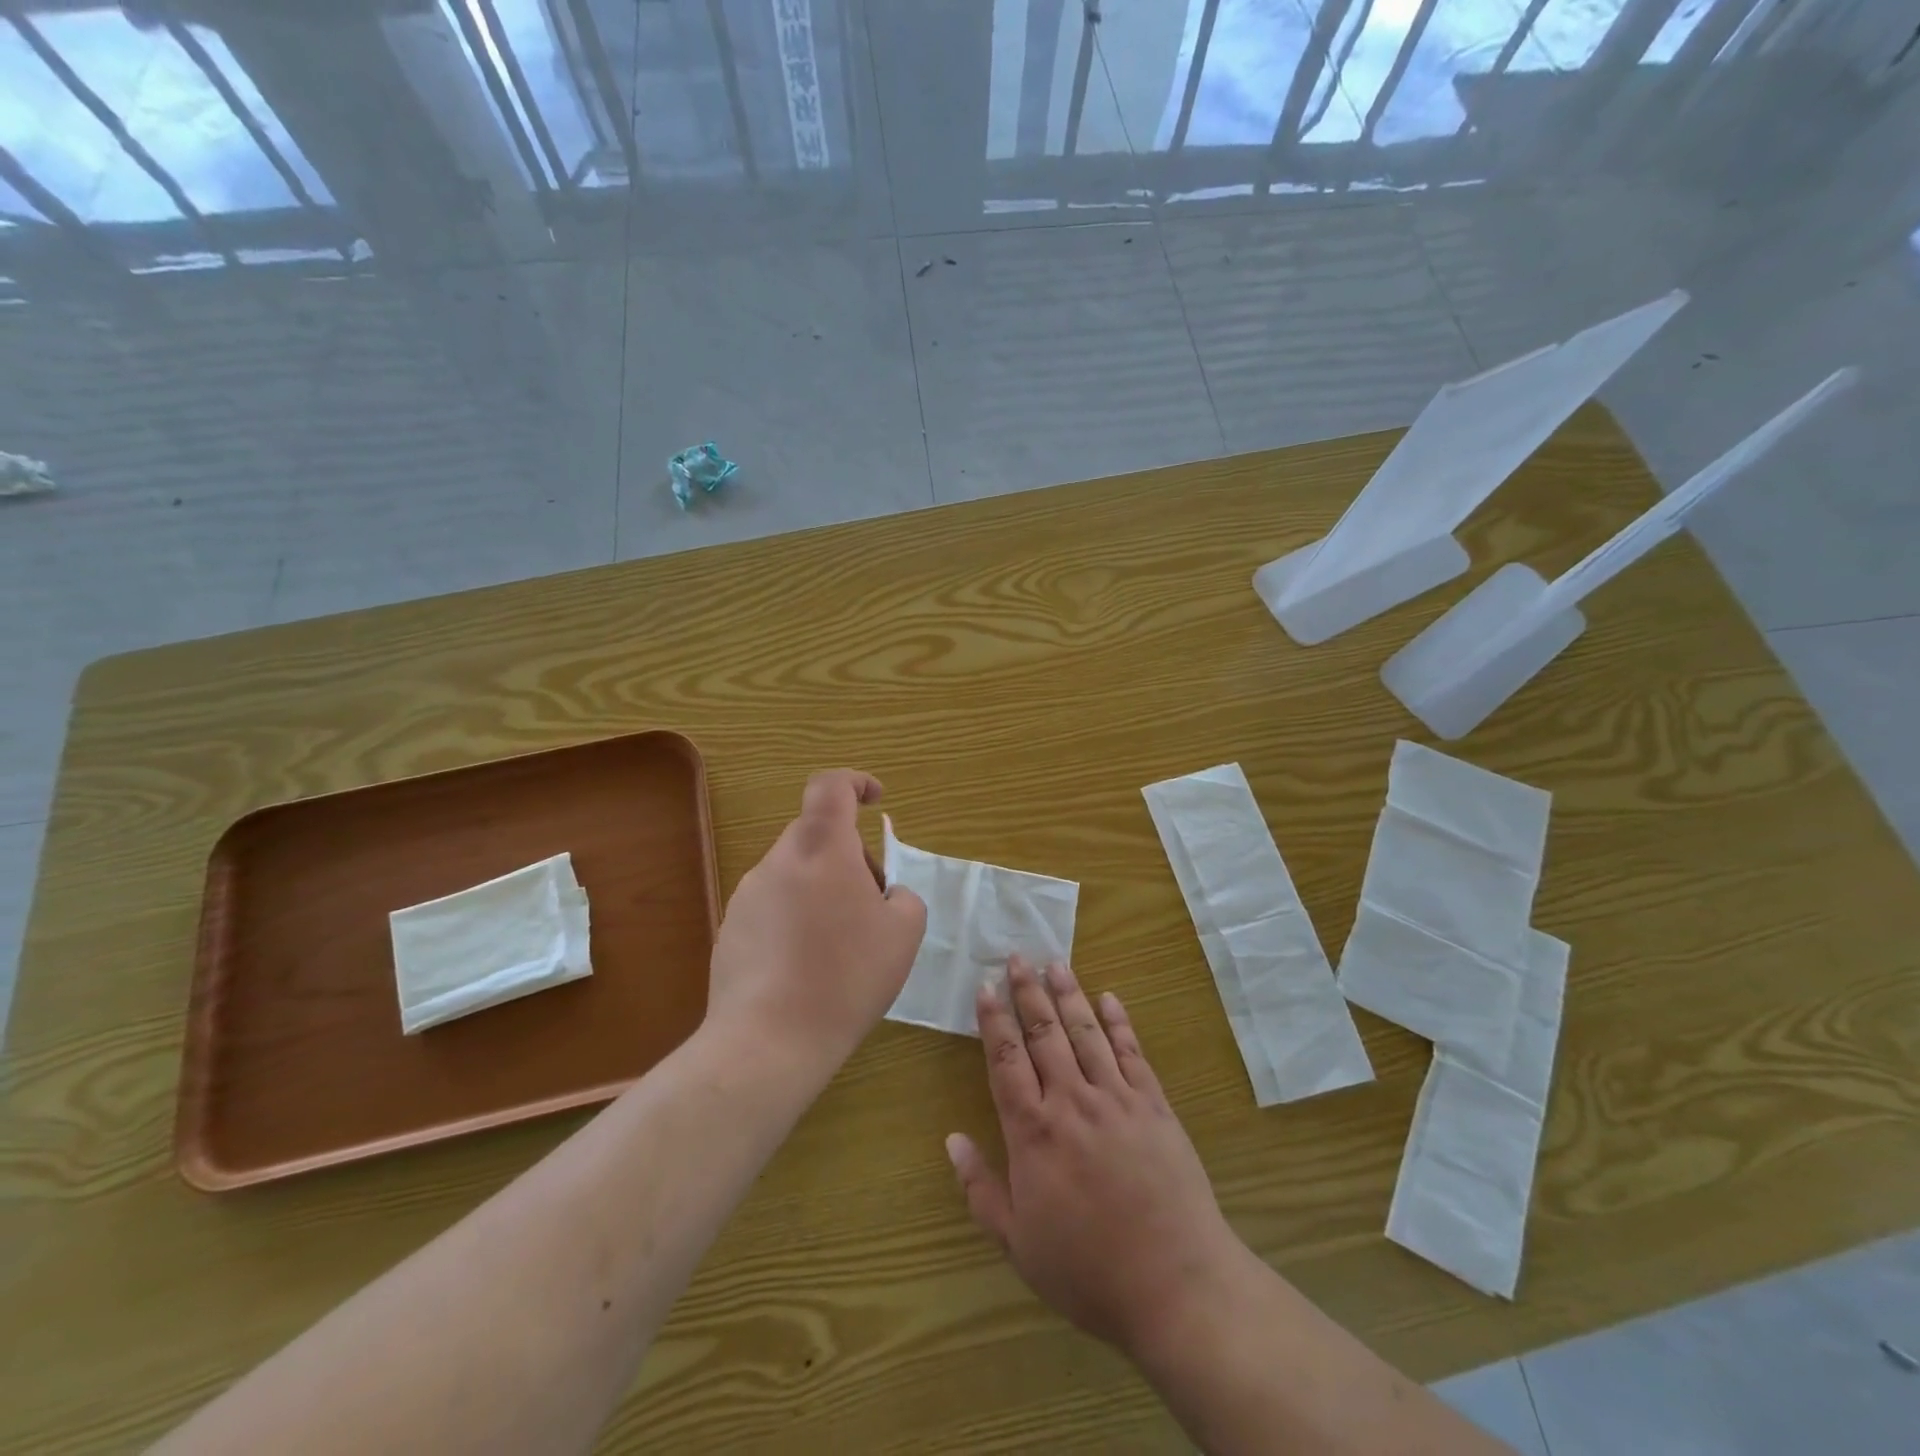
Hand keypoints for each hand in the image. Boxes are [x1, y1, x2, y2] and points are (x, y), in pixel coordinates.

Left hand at [706, 770, 926, 1070]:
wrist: (768, 1041)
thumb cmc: (846, 977)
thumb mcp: (904, 934)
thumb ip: (904, 897)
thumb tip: (887, 894)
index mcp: (822, 848)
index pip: (831, 786)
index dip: (855, 782)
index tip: (876, 800)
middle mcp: (779, 860)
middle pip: (817, 835)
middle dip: (850, 857)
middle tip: (872, 905)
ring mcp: (748, 894)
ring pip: (795, 872)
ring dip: (822, 890)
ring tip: (840, 947)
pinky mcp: (730, 928)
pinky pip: (773, 906)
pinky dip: (796, 919)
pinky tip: (807, 968)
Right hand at [945, 957, 1248, 1358]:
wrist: (1176, 1286)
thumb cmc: (1088, 1271)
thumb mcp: (1018, 1244)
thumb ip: (981, 1188)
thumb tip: (952, 1139)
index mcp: (1034, 1132)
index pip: (1006, 1060)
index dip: (993, 1020)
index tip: (985, 987)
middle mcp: (1072, 1102)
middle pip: (1044, 1034)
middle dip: (1027, 992)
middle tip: (1017, 957)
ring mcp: (1118, 1099)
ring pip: (1086, 1032)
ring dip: (1069, 994)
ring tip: (1055, 963)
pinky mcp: (1155, 1105)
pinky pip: (1133, 1052)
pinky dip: (1119, 1022)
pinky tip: (1109, 998)